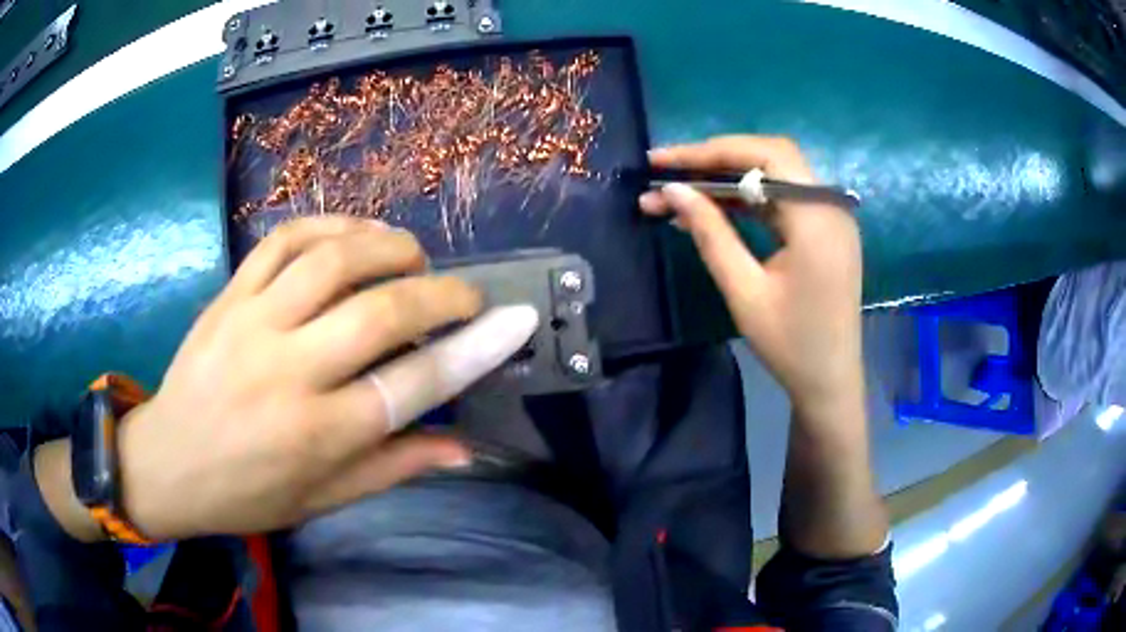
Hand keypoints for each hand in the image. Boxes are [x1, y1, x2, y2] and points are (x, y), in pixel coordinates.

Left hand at [111, 216, 535, 539]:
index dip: (475, 350)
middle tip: (465, 294)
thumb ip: (393, 466)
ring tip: (411, 259)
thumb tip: (465, 448)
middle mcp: (288, 373)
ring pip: (333, 260)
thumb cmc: (247, 493)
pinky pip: (283, 240)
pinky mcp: (229, 295)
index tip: (515, 321)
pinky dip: (330, 225)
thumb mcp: (323, 499)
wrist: (168, 463)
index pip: (414, 386)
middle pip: (381, 313)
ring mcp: (252, 323)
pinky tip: (354, 235)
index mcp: (317, 436)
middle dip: (440, 294)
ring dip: (388, 247)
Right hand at [639, 136, 863, 413]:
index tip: (662, 161)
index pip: (762, 156)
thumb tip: (672, 190)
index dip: (709, 151)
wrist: (830, 382)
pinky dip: (749, 197)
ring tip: (682, 190)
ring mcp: (831, 215)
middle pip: (770, 156)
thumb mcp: (744, 291)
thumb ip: (710, 234)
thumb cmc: (791, 344)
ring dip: (729, 177)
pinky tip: (715, 207)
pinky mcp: (825, 229)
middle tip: (670, 171)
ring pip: (776, 174)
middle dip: (716, 158)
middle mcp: (829, 204)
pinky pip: (784, 198)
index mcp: (816, 216)